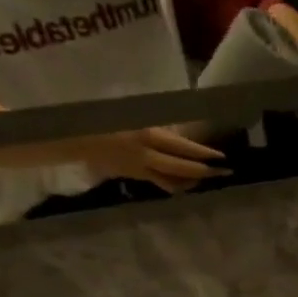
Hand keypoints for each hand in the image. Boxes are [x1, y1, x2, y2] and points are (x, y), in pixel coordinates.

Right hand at [80, 126, 228, 192]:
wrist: (72, 135)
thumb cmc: (102, 115)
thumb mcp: (131, 112)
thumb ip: (156, 122)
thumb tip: (182, 128)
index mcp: (146, 134)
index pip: (182, 147)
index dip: (203, 153)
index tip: (222, 156)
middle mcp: (146, 154)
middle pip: (182, 167)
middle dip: (206, 170)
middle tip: (226, 172)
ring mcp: (140, 168)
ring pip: (173, 180)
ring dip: (192, 180)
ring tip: (208, 177)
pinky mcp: (135, 176)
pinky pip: (161, 183)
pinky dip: (176, 184)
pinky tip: (186, 183)